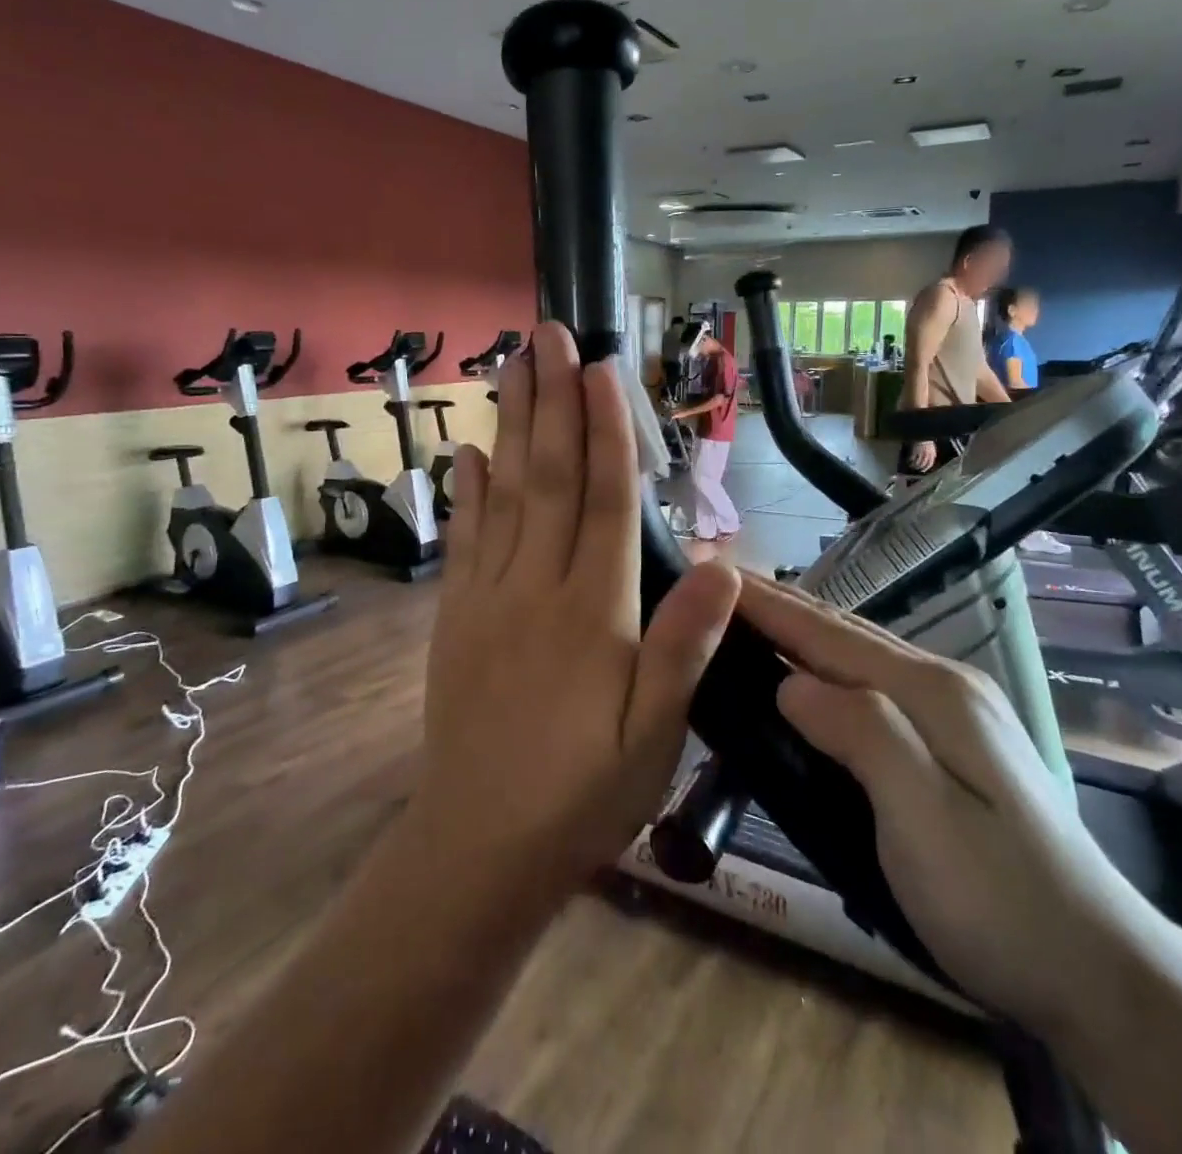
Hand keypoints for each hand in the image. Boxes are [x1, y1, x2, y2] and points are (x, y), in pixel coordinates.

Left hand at [415, 323, 740, 898]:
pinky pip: (464, 541)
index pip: (605, 499)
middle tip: (546, 334)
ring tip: (510, 368)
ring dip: (510, 426)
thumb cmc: (584, 794)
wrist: (479, 847)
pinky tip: (467, 453)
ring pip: (503, 494)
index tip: (600, 368)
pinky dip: (466, 491)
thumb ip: (686, 644)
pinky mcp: (456, 618)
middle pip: (549, 477)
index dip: (607, 429)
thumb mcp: (656, 734)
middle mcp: (536, 586)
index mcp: (593, 610)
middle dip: (551, 401)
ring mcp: (488, 597)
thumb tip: (725, 563)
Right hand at [740, 574, 1160, 1031]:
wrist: (1104, 975)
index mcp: (932, 693)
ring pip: (859, 654)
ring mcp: (955, 710)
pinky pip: (871, 682)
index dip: (768, 605)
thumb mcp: (924, 820)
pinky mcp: (954, 739)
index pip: (828, 635)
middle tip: (717, 586)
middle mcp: (944, 684)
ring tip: (748, 618)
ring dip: (801, 631)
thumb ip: (862, 735)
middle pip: (843, 632)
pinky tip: (807, 674)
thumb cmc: (1000, 902)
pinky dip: (826, 664)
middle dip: (780, 605)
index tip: (711, 575)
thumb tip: (790, 685)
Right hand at [907, 439, 936, 473]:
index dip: (926, 468)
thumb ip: (931, 453)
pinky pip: (912, 459)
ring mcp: (920, 453)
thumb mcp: (932, 447)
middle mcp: (927, 455)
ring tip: (911, 466)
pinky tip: (908, 461)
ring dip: (914, 465)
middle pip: (923, 464)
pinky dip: (909, 461)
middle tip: (916, 469)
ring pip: (917, 463)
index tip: (923, 470)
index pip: (930, 464)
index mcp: (932, 454)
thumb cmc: (926, 439)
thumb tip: (930, 459)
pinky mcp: (914, 451)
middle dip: (919, 468)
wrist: (922, 433)